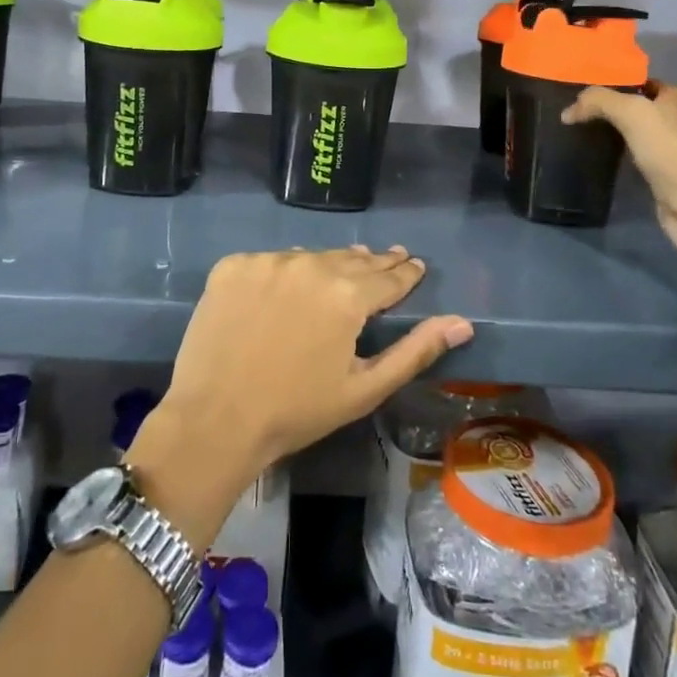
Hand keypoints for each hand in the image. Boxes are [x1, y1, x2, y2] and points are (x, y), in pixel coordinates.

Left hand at [128, 248, 471, 539]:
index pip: (388, 276)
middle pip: (351, 259)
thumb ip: (415, 350)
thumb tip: (462, 322)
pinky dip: (282, 272)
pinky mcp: (232, 266)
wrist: (215, 419)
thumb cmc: (298, 411)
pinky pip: (269, 262)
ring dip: (328, 264)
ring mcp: (267, 261)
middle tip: (387, 259)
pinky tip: (286, 286)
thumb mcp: (365, 388)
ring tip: (341, 268)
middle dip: (372, 263)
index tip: (415, 265)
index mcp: (348, 294)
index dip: (405, 273)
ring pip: (310, 257)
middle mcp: (310, 264)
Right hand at [562, 83, 676, 265]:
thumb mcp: (630, 112)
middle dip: (613, 105)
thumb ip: (598, 101)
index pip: (646, 82)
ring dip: (611, 129)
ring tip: (581, 127)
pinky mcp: (656, 174)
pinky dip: (614, 153)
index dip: (623, 80)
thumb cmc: (665, 148)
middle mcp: (669, 122)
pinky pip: (630, 156)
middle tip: (581, 107)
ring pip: (633, 131)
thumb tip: (567, 112)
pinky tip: (594, 154)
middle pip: (638, 106)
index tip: (593, 84)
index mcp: (670, 101)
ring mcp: (664, 149)